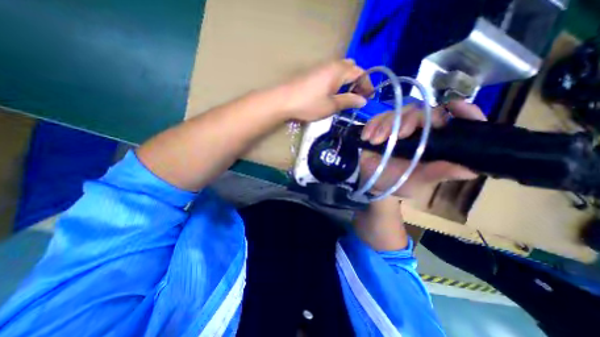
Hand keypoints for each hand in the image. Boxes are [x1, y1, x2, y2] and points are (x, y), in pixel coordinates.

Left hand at [279, 60, 372, 121]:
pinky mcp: (313, 73)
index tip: (369, 98)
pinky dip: (337, 81)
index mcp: (339, 71)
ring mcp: (321, 67)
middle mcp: (331, 65)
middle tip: (357, 96)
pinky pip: (331, 73)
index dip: (367, 85)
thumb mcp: (331, 106)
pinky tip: (333, 93)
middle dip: (358, 81)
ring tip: (346, 96)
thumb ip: (348, 101)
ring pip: (340, 70)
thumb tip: (363, 100)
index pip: (360, 73)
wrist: (283, 101)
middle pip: (351, 68)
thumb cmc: (309, 104)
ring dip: (347, 81)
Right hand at [358, 101, 483, 198]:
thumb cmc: (397, 182)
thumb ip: (439, 173)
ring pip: (399, 112)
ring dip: (386, 125)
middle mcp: (419, 131)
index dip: (463, 111)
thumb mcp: (418, 180)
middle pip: (423, 111)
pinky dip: (372, 126)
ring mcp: (398, 127)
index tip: (455, 106)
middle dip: (411, 120)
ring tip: (376, 141)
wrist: (371, 181)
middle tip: (399, 135)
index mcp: (435, 143)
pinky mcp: (381, 127)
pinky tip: (367, 137)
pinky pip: (378, 118)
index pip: (456, 122)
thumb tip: (470, 170)